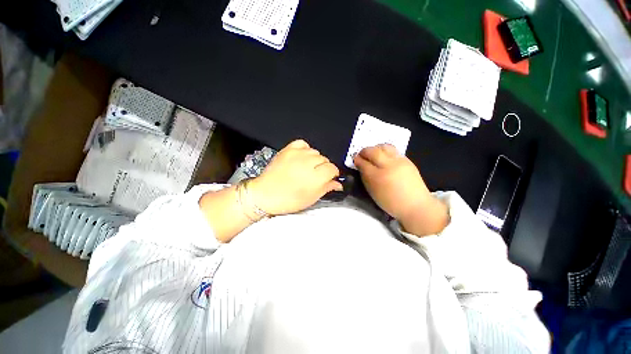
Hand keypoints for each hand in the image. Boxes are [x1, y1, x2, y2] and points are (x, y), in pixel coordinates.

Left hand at [248, 140, 342, 214]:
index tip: (330, 178)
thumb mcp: (311, 198)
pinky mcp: (288, 150)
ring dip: (314, 160)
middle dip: (323, 168)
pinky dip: (305, 150)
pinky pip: (303, 144)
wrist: (264, 194)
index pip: (333, 169)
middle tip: (316, 176)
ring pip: (315, 152)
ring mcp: (297, 154)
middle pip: (325, 160)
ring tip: (306, 168)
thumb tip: (338, 184)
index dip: (333, 174)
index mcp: (315, 178)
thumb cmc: (287, 200)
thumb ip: (327, 188)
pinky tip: (302, 158)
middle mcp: (308, 163)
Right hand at [354, 144, 448, 235]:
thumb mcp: (373, 192)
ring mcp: (399, 162)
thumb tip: (361, 167)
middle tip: (361, 154)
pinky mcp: (407, 160)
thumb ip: (366, 178)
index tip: (355, 159)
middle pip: (373, 151)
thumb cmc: (391, 202)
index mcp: (377, 177)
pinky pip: (393, 151)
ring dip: (375, 148)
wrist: (415, 205)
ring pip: (384, 147)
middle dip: (365, 151)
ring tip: (373, 153)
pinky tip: (384, 157)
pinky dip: (385, 151)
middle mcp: (388, 166)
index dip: (357, 160)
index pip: (364, 163)